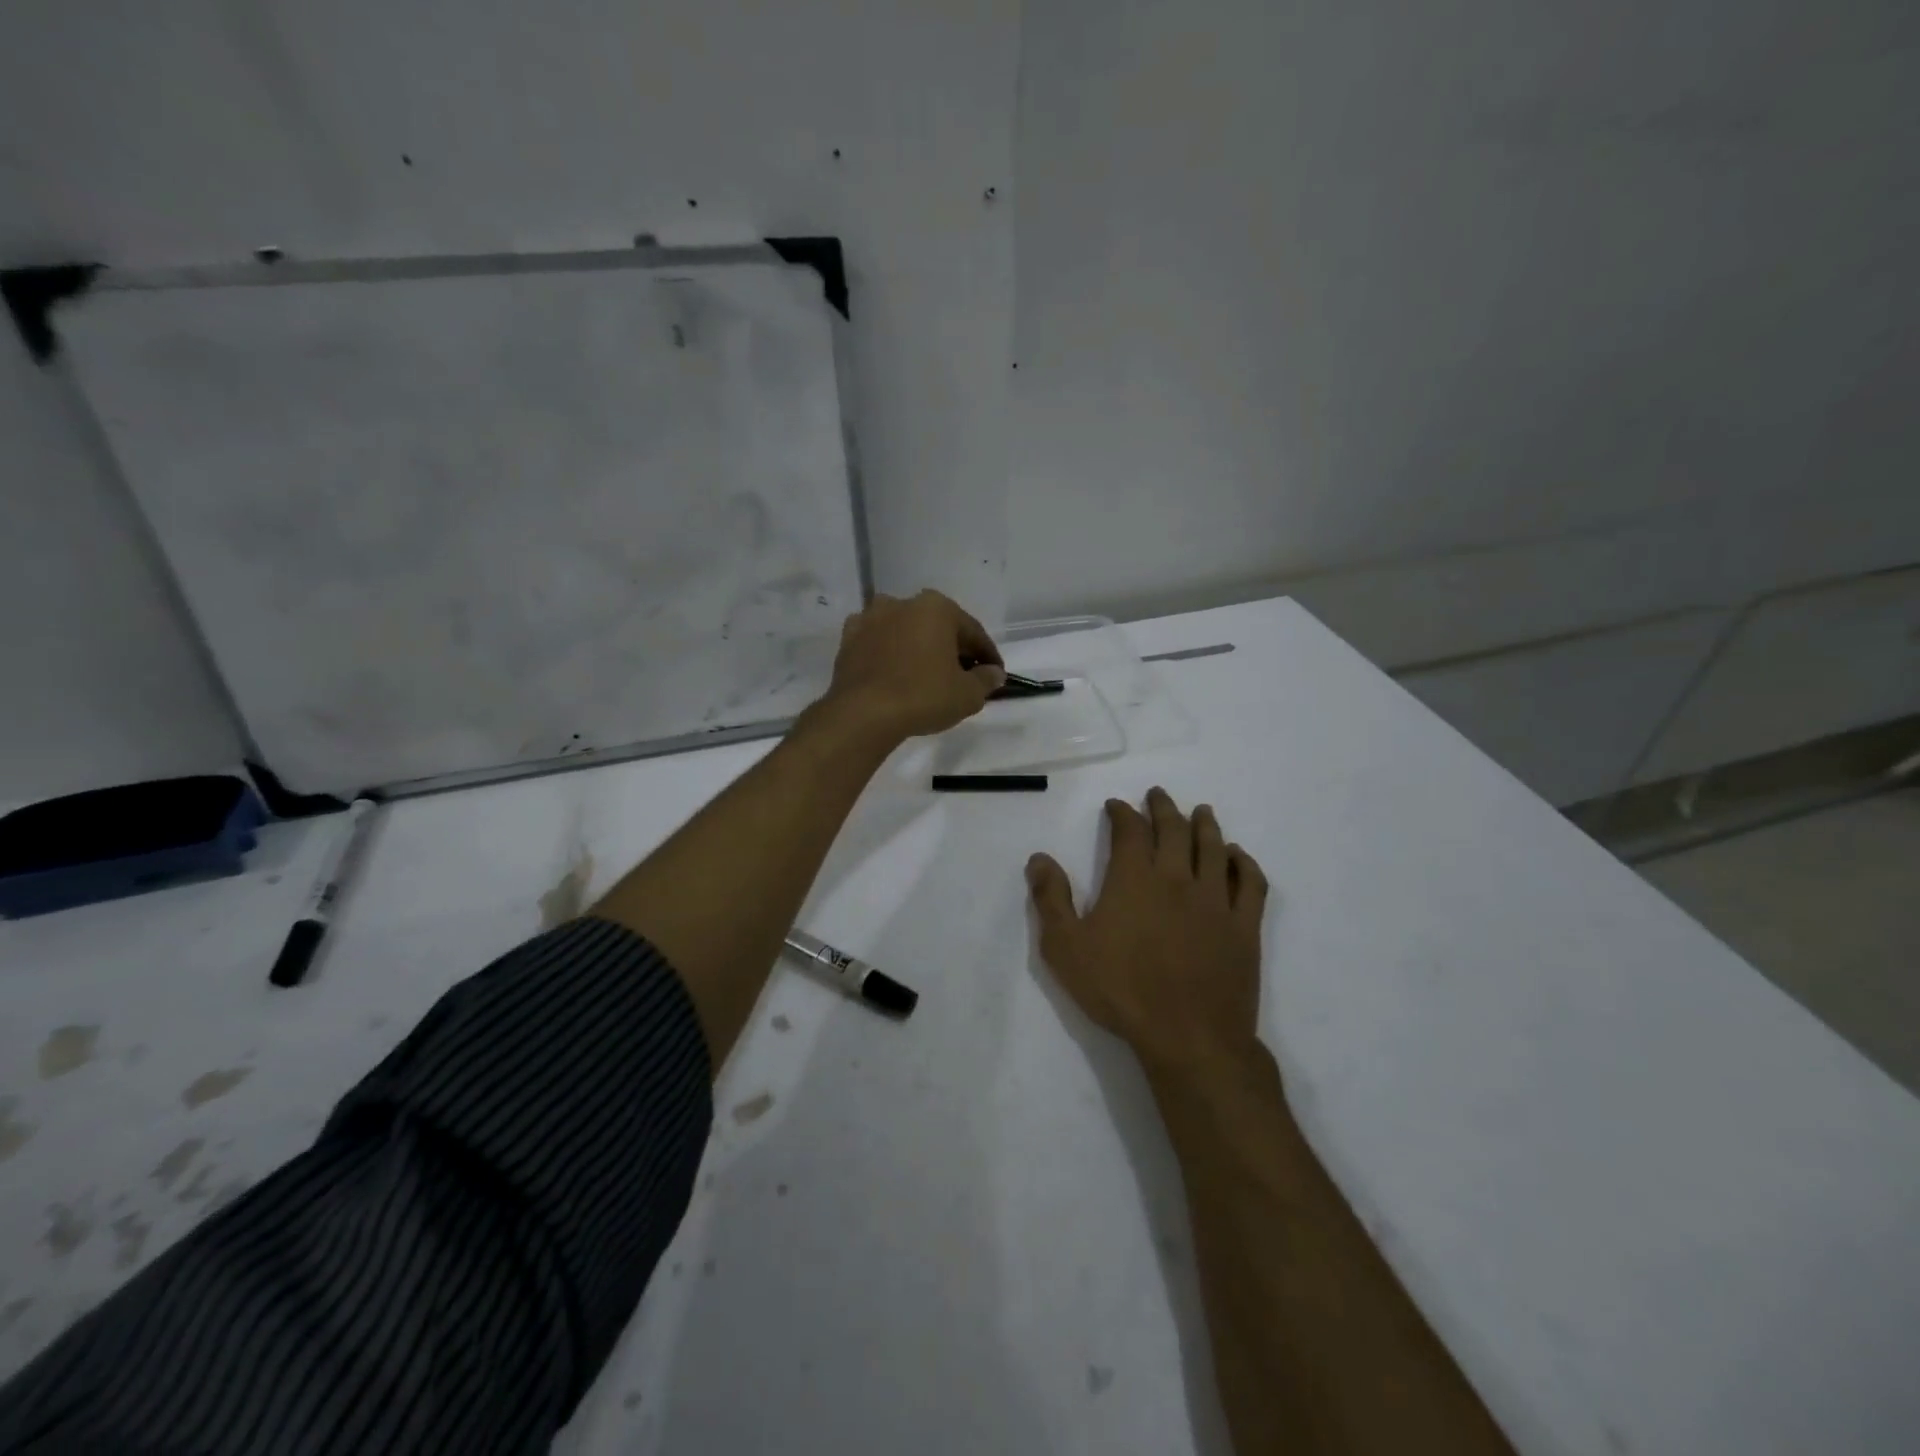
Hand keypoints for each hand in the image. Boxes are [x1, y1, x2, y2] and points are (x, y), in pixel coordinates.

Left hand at [820, 590, 1005, 742]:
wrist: (863, 713)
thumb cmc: (923, 696)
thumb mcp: (967, 694)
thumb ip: (986, 680)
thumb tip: (994, 673)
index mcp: (936, 607)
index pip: (972, 631)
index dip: (987, 655)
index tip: (995, 674)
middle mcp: (902, 603)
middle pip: (937, 627)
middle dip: (951, 648)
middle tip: (963, 676)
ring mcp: (870, 618)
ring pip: (904, 632)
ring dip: (918, 648)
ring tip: (926, 675)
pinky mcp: (848, 639)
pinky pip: (878, 644)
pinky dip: (889, 655)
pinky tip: (895, 674)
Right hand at [1027, 788, 1269, 1077]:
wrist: (1188, 1037)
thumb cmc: (1120, 991)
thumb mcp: (1065, 948)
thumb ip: (1051, 899)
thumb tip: (1039, 858)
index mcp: (1135, 879)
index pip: (1130, 830)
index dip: (1122, 812)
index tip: (1116, 806)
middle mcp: (1178, 878)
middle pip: (1174, 830)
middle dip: (1163, 808)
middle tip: (1157, 796)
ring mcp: (1215, 900)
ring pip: (1214, 848)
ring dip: (1205, 825)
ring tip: (1201, 812)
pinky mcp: (1244, 926)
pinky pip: (1250, 883)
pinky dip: (1244, 863)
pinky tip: (1238, 856)